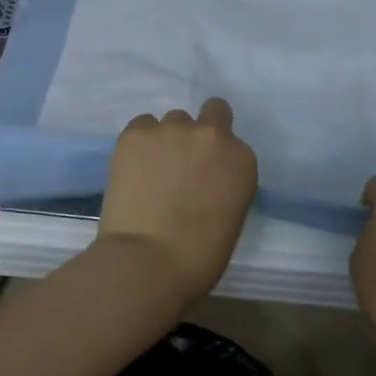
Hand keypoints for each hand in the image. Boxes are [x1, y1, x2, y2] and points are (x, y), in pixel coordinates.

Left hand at [98, 98, 258, 303]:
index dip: (219, 160)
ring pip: (173, 120)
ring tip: (153, 169)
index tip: (207, 179)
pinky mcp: (136, 133)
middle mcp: (212, 135)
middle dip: (201, 133)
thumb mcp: (231, 216)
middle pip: (212, 113)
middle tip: (185, 162)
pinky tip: (134, 167)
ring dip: (168, 139)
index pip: (234, 145)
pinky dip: (141, 141)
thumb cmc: (199, 256)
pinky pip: (142, 124)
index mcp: (242, 160)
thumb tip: (205, 180)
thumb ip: (225, 185)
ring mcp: (172, 130)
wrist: (148, 261)